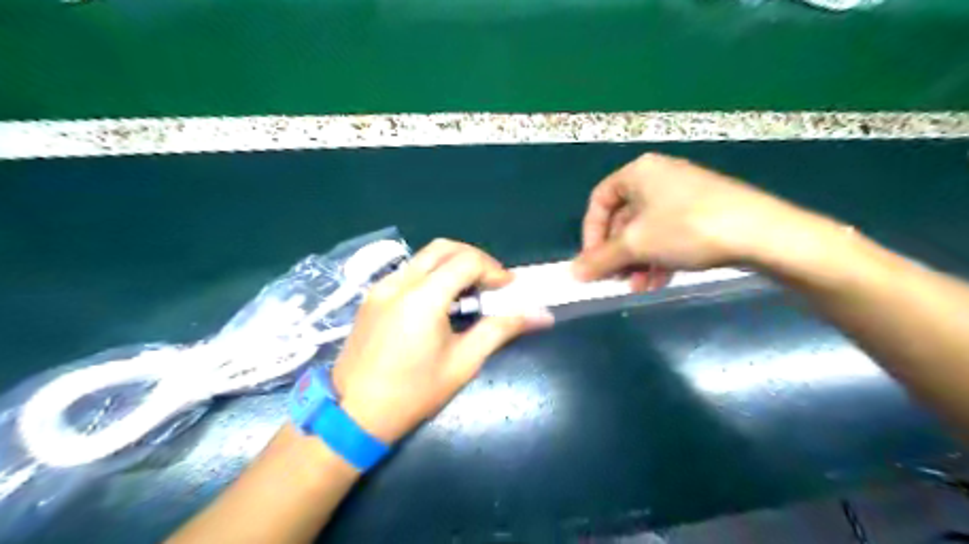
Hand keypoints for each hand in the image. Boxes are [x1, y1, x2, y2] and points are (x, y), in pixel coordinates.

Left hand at [331, 240, 551, 443]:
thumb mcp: (463, 363)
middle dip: (475, 259)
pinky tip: (441, 303)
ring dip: (453, 265)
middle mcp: (399, 282)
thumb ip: (501, 330)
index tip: (508, 289)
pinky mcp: (372, 296)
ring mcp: (381, 287)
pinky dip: (433, 275)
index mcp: (423, 298)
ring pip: (424, 257)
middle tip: (491, 284)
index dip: (493, 269)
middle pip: (444, 248)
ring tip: (469, 293)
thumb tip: (541, 316)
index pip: (466, 261)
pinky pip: (409, 272)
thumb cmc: (413, 394)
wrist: (352, 416)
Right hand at [573, 148, 810, 285]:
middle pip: (623, 219)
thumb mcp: (636, 245)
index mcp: (638, 172)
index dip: (591, 233)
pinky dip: (659, 258)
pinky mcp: (702, 212)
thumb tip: (573, 273)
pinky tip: (660, 281)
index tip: (592, 262)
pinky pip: (668, 234)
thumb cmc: (686, 228)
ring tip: (639, 287)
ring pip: (646, 231)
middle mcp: (658, 177)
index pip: (599, 201)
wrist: (761, 233)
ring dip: (637, 262)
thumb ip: (601, 259)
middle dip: (617, 254)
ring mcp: (683, 194)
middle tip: (616, 279)